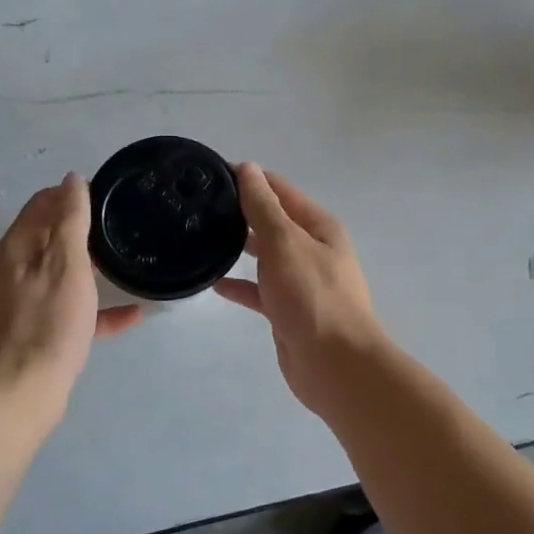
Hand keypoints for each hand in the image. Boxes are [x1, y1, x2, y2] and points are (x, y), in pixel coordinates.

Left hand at [0, 174, 141, 415]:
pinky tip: (133, 314)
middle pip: (52, 235)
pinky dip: (98, 308)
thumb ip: (70, 218)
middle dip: (85, 226)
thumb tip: (71, 178)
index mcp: (18, 247)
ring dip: (92, 265)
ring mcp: (28, 301)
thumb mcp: (66, 262)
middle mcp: (17, 269)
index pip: (42, 203)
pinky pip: (74, 309)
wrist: (25, 391)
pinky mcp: (41, 330)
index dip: (72, 193)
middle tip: (124, 224)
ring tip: (127, 259)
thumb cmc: (48, 321)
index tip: (110, 195)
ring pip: (64, 272)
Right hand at [215, 164, 388, 412]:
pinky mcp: (288, 310)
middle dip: (241, 212)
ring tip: (200, 238)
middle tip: (198, 207)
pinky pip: (260, 290)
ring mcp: (300, 281)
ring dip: (239, 247)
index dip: (249, 179)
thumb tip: (248, 168)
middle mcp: (312, 249)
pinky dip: (240, 284)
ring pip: (265, 255)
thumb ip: (263, 207)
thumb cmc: (312, 296)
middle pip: (272, 221)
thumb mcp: (285, 243)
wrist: (335, 365)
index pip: (279, 190)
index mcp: (318, 226)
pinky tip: (214, 282)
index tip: (210, 174)